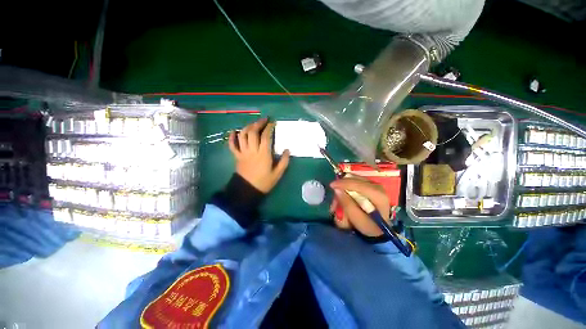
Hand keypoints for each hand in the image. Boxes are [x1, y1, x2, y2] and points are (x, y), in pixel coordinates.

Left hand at [228, 118, 290, 192]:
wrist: (247, 191)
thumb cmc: (264, 182)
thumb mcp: (278, 174)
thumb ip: (284, 161)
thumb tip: (287, 150)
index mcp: (263, 154)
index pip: (265, 136)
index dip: (269, 128)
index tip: (273, 123)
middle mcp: (252, 151)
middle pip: (253, 132)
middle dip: (258, 123)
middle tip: (264, 120)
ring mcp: (243, 153)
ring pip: (242, 136)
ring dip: (247, 127)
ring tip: (253, 124)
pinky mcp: (237, 156)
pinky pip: (232, 145)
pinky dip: (232, 137)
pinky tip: (234, 132)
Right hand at [329, 178, 390, 236]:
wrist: (379, 228)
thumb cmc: (370, 227)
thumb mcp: (358, 220)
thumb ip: (347, 205)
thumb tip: (337, 190)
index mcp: (378, 195)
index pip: (359, 184)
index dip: (343, 183)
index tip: (331, 186)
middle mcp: (377, 186)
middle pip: (355, 180)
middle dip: (342, 187)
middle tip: (334, 199)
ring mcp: (374, 184)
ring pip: (353, 179)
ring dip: (343, 188)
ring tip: (338, 202)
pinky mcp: (370, 185)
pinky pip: (354, 181)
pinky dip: (347, 187)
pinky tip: (344, 196)